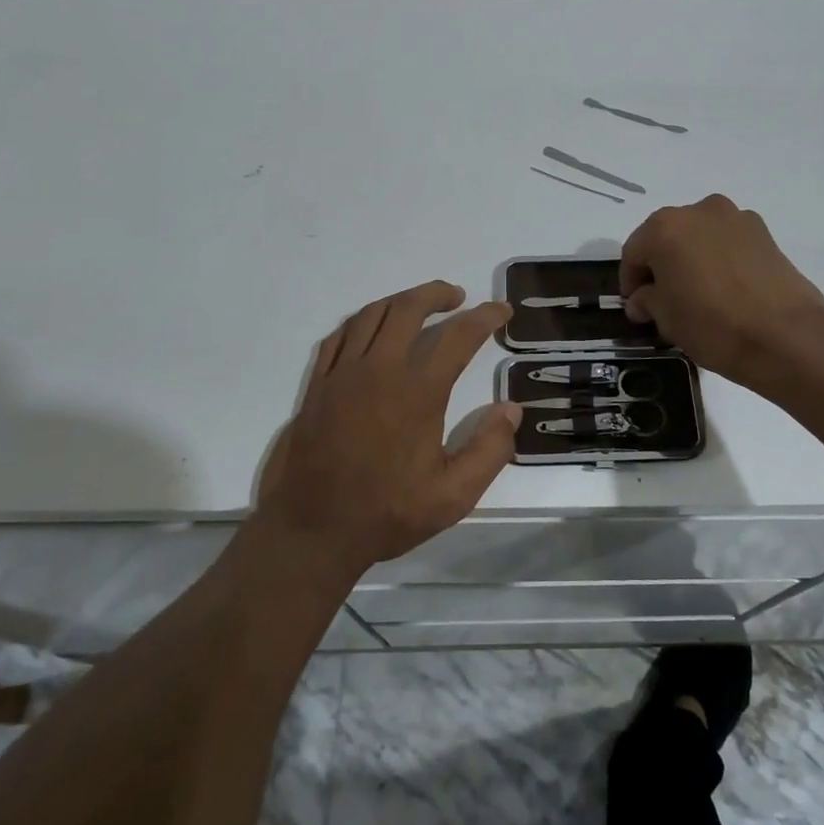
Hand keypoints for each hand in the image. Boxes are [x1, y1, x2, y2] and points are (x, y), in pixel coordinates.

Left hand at [254, 281, 519, 580]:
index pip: (458, 336)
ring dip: (400, 301)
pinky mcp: (317, 384)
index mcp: (417, 392)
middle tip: (457, 297)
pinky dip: (362, 321)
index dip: (485, 317)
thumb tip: (511, 409)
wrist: (312, 530)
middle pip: (408, 308)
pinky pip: (340, 335)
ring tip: (419, 305)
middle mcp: (379, 370)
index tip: (501, 310)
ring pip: (372, 315)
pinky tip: (372, 329)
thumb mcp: (452, 496)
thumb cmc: (386, 513)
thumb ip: (489, 450)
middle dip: (437, 293)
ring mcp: (342, 374)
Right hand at [619, 195, 823, 389]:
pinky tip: (726, 290)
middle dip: (661, 265)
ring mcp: (736, 218)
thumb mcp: (666, 318)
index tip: (635, 307)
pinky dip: (720, 260)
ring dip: (692, 259)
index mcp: (665, 227)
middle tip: (663, 299)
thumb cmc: (712, 324)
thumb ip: (647, 301)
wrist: (785, 335)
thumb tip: (643, 299)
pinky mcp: (765, 233)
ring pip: (700, 237)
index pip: (634, 252)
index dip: (630, 281)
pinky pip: (728, 244)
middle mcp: (699, 211)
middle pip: (667, 237)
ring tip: (698, 294)